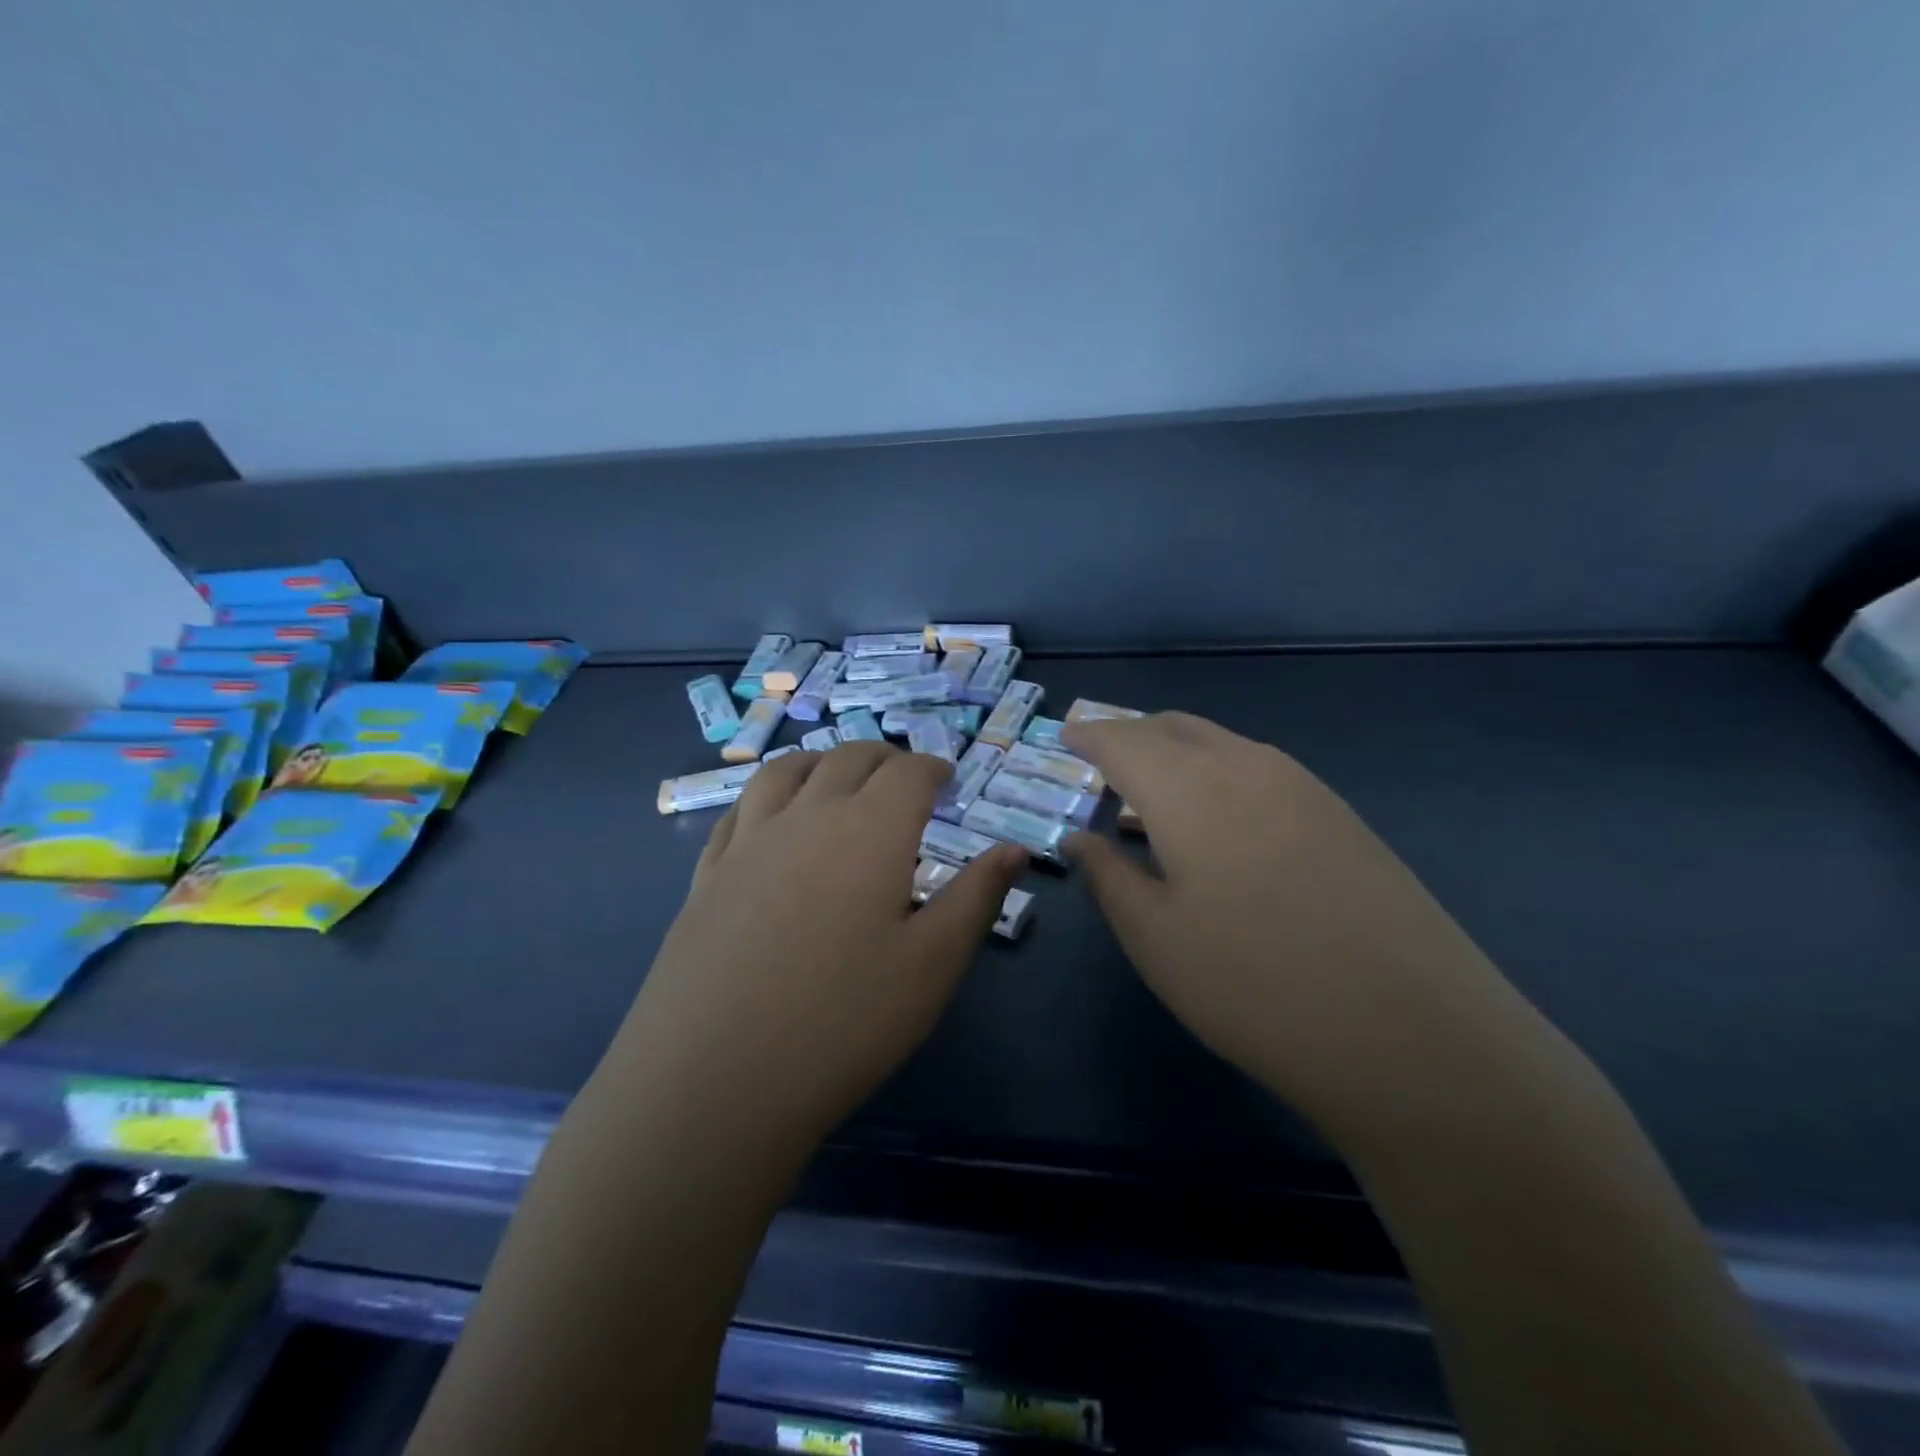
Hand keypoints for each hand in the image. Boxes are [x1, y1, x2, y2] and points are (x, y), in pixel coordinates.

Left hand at [621, 743, 1025, 1145]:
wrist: (716, 1078)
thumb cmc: (846, 1021)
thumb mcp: (934, 963)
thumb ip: (977, 896)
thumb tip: (1015, 849)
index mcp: (870, 830)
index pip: (907, 772)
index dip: (932, 768)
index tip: (947, 780)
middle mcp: (807, 817)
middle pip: (848, 759)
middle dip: (884, 758)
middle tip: (903, 777)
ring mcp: (749, 842)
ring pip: (785, 770)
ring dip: (821, 761)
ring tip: (837, 775)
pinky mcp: (707, 874)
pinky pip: (739, 810)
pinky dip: (767, 794)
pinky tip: (770, 817)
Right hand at [1062, 712, 1515, 1124]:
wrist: (1415, 1038)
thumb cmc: (1254, 986)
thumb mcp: (1156, 939)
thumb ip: (1108, 876)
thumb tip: (1080, 837)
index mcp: (1189, 788)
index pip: (1124, 740)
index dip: (1090, 735)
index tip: (1067, 736)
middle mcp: (1246, 766)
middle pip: (1174, 727)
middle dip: (1131, 735)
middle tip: (1102, 760)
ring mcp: (1303, 787)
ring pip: (1221, 743)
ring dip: (1177, 752)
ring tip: (1153, 790)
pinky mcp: (1341, 816)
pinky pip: (1259, 768)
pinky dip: (1219, 773)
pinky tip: (1218, 820)